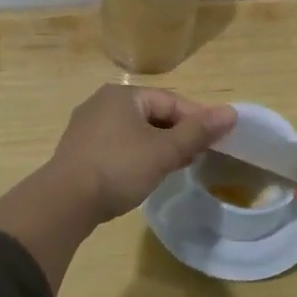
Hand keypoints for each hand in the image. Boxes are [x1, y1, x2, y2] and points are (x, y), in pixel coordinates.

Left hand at [48, 85, 236, 223]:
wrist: (64, 201)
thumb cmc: (118, 168)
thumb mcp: (163, 151)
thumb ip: (197, 132)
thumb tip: (231, 113)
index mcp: (122, 94)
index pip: (171, 100)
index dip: (197, 119)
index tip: (217, 141)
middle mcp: (102, 102)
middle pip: (152, 114)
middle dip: (178, 134)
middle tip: (199, 156)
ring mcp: (87, 127)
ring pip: (134, 131)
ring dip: (158, 146)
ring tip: (177, 167)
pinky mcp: (79, 150)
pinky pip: (117, 146)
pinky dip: (136, 156)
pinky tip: (144, 174)